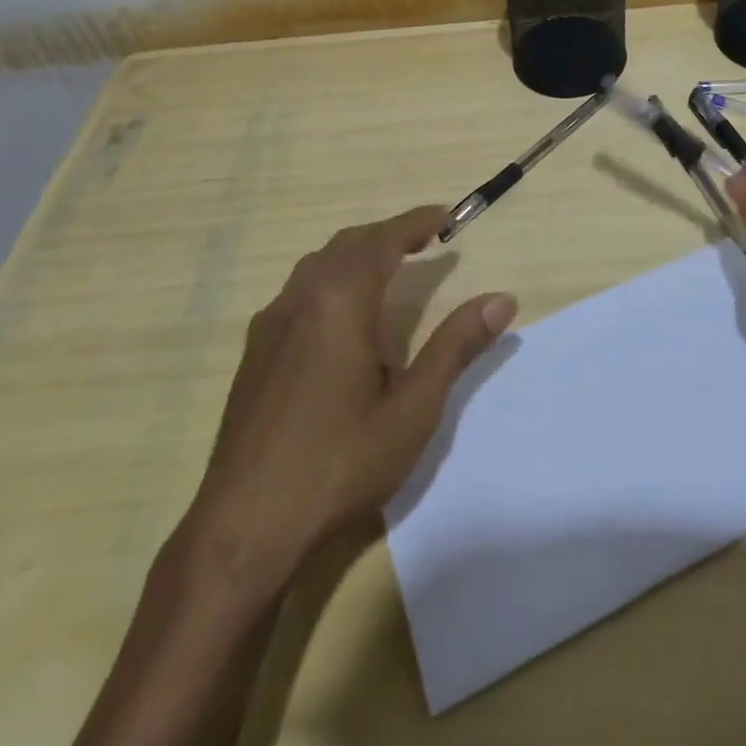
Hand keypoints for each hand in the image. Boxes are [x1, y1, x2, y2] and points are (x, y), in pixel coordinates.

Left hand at [177, 205, 515, 607]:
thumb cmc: (339, 464)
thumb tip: (502, 299)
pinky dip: (331, 278)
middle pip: (348, 244)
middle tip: (426, 241)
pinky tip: (343, 317)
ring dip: (358, 254)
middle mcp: (299, 300)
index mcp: (339, 303)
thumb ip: (456, 346)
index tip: (448, 216)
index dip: (417, 222)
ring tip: (390, 269)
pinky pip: (298, 291)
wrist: (243, 529)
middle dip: (389, 234)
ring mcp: (269, 326)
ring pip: (318, 265)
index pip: (383, 240)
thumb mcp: (413, 409)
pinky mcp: (254, 354)